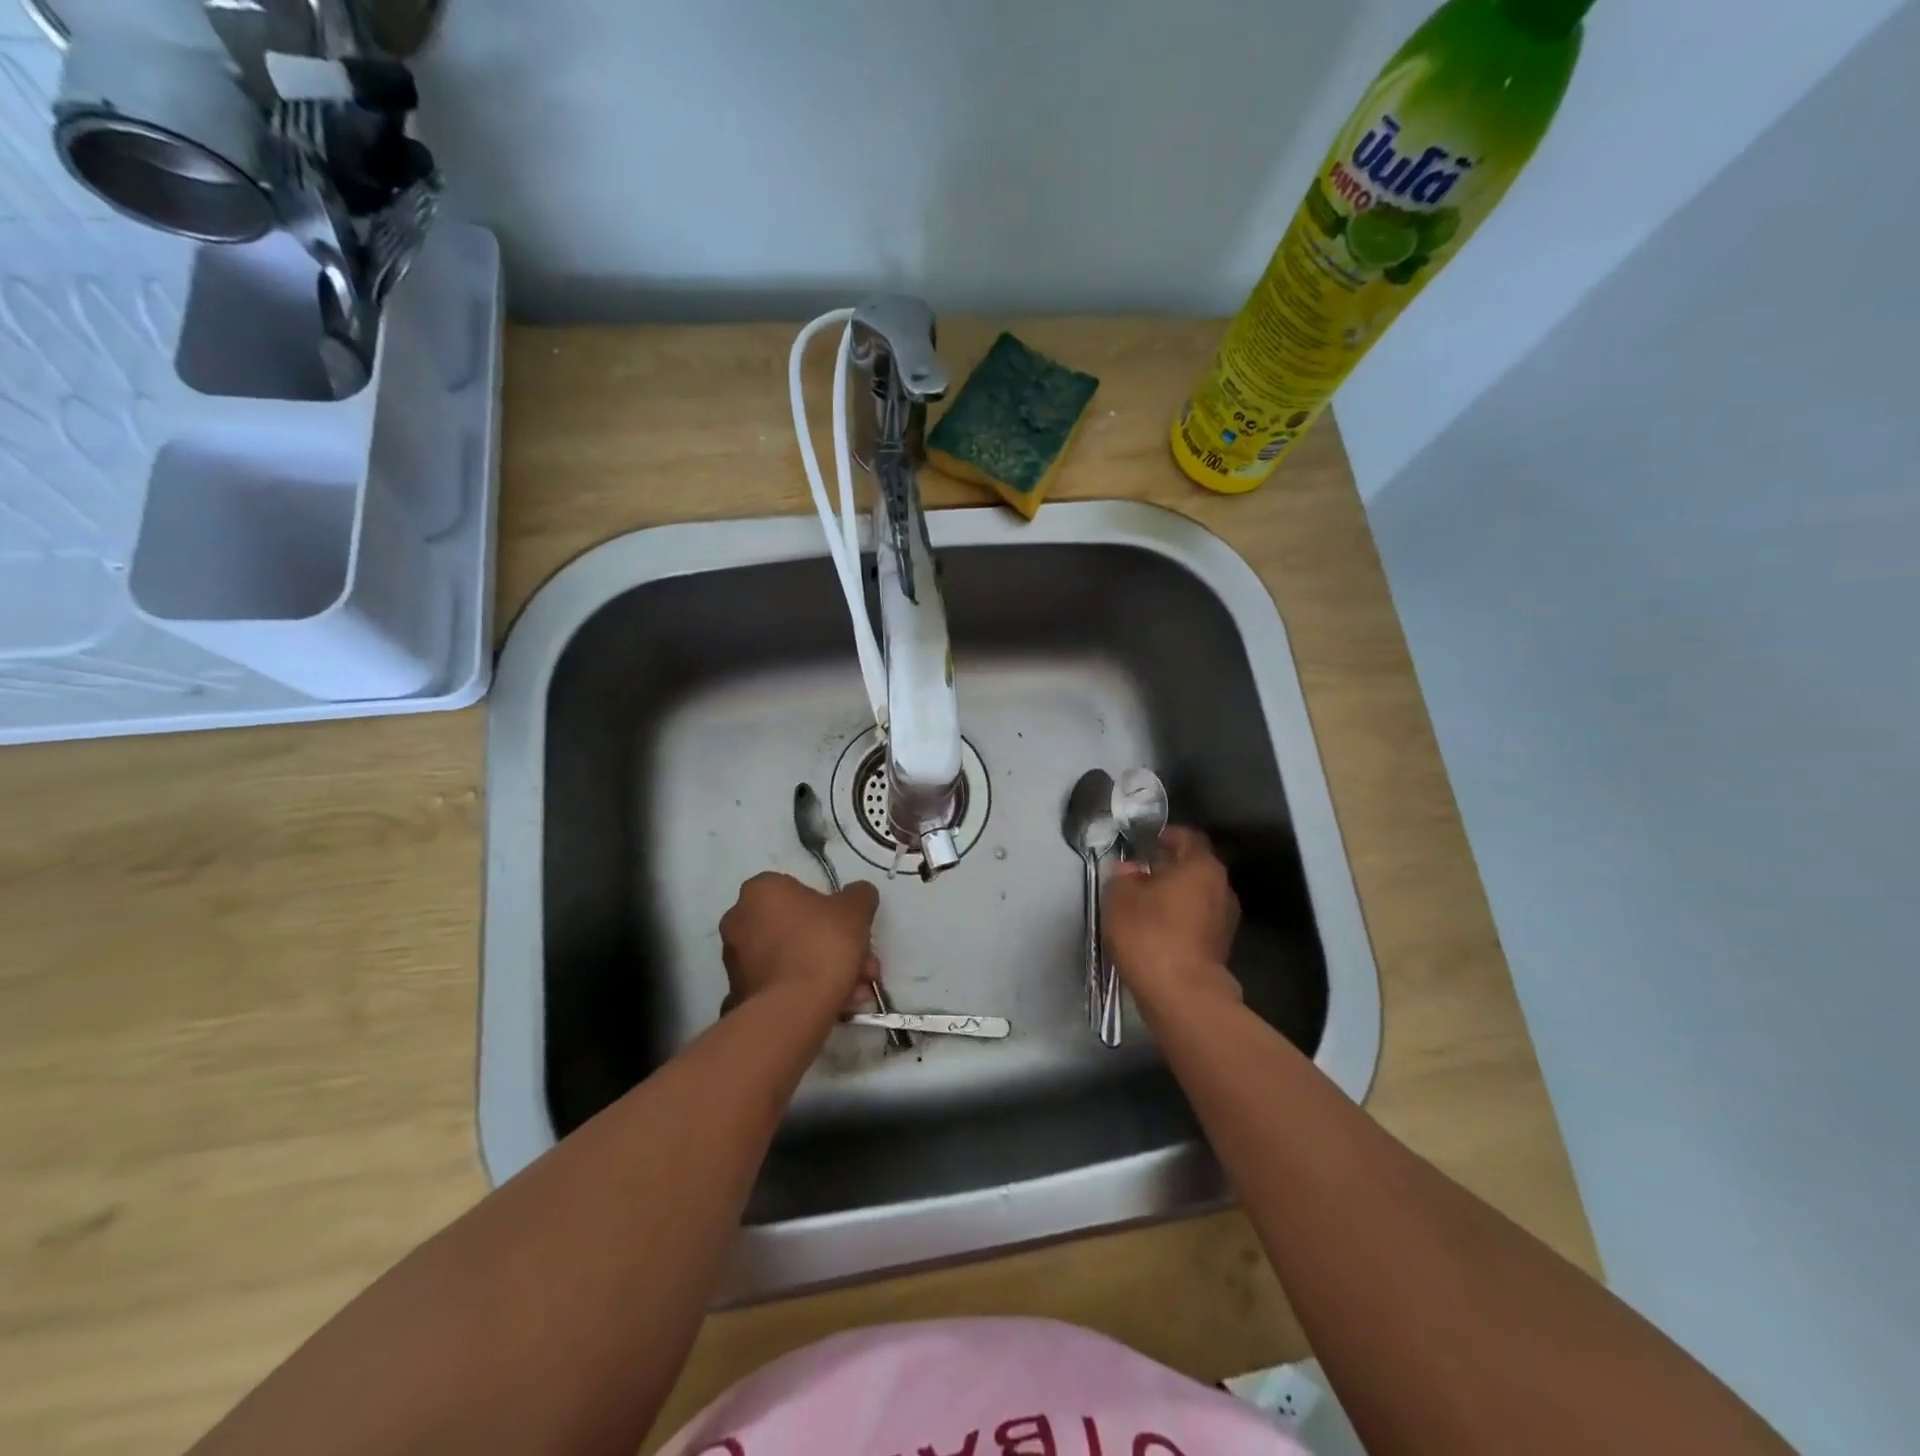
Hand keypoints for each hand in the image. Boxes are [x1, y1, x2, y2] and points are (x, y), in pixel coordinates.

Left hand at [719, 872, 881, 1013]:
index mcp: (761, 890)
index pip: (798, 890)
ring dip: (825, 970)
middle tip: (862, 965)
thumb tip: (858, 894)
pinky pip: (781, 982)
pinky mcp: (739, 992)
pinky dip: (806, 989)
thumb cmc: (822, 945)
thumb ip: (859, 895)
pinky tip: (837, 1004)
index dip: (830, 910)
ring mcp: (736, 959)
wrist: (793, 1009)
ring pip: (792, 958)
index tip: (851, 930)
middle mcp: (740, 919)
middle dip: (835, 946)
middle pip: (798, 927)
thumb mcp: (856, 910)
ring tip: (857, 992)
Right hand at [1103, 826, 1242, 1008]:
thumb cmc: (1150, 934)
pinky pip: (1198, 922)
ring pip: (1197, 896)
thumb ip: (1123, 876)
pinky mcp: (1221, 947)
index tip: (1144, 844)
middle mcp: (1222, 887)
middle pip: (1194, 868)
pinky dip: (1180, 921)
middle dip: (1168, 869)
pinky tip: (1156, 932)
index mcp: (1202, 866)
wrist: (1181, 995)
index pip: (1187, 837)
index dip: (1165, 836)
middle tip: (1139, 876)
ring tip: (1145, 906)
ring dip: (1174, 897)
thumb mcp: (1120, 897)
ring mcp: (1226, 920)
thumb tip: (1130, 870)